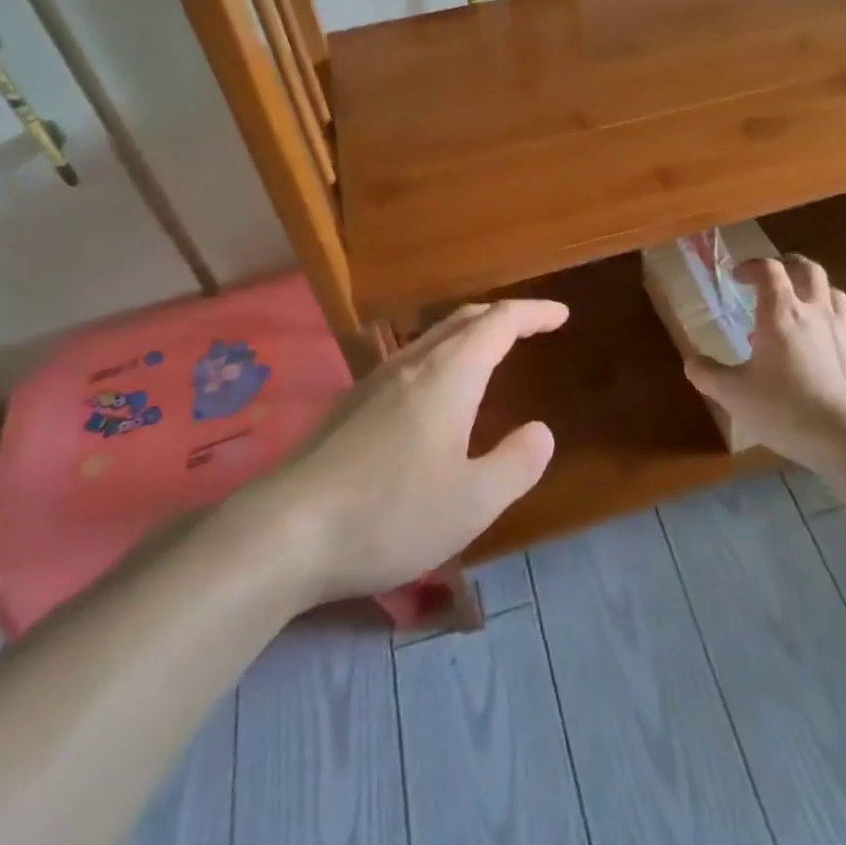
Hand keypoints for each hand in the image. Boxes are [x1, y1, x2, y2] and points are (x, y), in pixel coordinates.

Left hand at [253, 300, 566, 604]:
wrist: (284, 531)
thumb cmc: (390, 513)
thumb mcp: (472, 502)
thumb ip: (517, 463)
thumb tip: (540, 431)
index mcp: (450, 374)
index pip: (500, 322)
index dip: (534, 313)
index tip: (562, 316)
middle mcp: (413, 363)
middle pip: (465, 319)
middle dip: (504, 317)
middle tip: (532, 328)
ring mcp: (376, 380)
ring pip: (433, 337)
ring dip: (469, 335)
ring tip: (489, 355)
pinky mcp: (351, 404)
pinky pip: (410, 360)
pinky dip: (442, 357)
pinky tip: (434, 395)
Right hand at [685, 257, 845, 469]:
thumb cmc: (784, 408)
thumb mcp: (734, 394)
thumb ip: (708, 374)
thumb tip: (690, 361)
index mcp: (781, 313)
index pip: (769, 270)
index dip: (752, 266)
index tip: (738, 277)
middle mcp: (814, 312)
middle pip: (808, 269)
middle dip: (789, 264)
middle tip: (774, 276)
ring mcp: (843, 332)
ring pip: (835, 292)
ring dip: (816, 290)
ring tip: (803, 303)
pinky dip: (833, 326)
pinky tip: (824, 346)